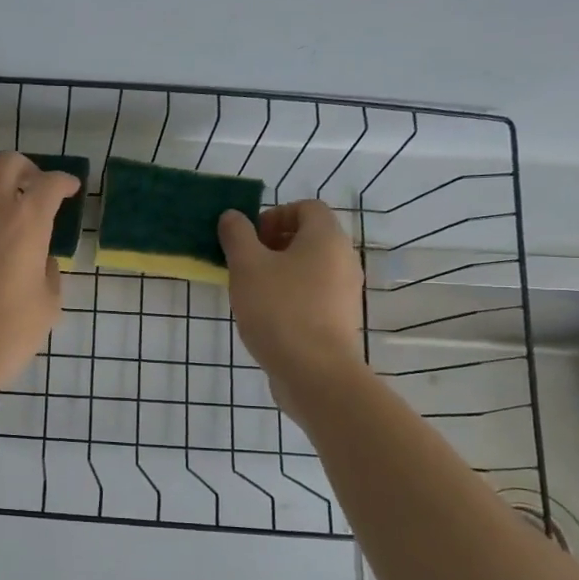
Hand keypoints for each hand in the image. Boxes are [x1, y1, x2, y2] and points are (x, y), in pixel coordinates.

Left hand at [0, 152, 82, 404]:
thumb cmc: (10, 330)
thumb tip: (40, 258)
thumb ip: (48, 271)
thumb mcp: (48, 303)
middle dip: (26, 169)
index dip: (64, 181)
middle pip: (7, 163)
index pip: (50, 184)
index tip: (70, 189)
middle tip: (33, 187)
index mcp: (28, 221)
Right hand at [219, 201, 363, 420]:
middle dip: (274, 244)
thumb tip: (232, 216)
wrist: (314, 372)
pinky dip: (292, 295)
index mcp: (326, 238)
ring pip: (310, 267)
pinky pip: (314, 293)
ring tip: (252, 291)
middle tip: (246, 263)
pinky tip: (268, 316)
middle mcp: (344, 259)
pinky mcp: (340, 319)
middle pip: (309, 237)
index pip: (306, 207)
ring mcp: (345, 291)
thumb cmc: (279, 309)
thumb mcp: (247, 266)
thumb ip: (237, 235)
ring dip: (280, 271)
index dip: (275, 215)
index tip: (250, 239)